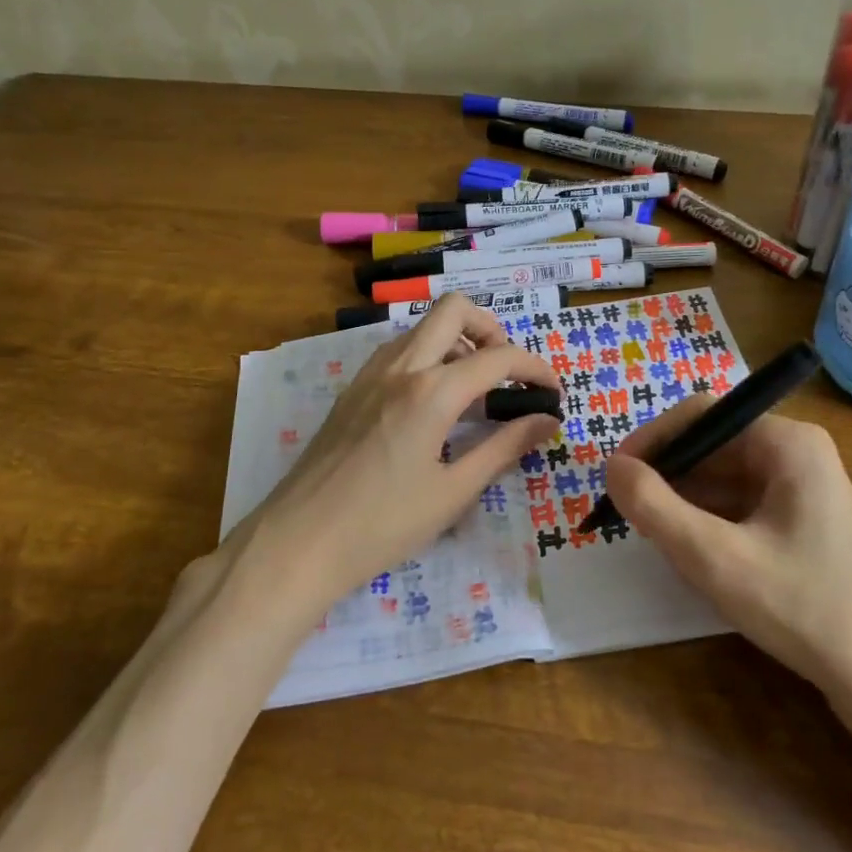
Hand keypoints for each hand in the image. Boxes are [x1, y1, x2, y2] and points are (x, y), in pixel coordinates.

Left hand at [228, 295, 559, 614]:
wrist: (298, 541)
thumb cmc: (382, 524)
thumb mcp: (453, 492)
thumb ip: (504, 448)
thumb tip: (547, 421)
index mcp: (431, 391)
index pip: (499, 357)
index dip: (535, 369)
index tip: (553, 392)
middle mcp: (401, 367)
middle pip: (455, 310)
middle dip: (493, 330)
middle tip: (507, 375)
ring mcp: (370, 373)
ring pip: (423, 327)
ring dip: (458, 342)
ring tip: (473, 393)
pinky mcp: (352, 389)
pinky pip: (399, 351)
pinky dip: (428, 358)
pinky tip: (432, 406)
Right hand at [604, 398, 851, 695]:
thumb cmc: (804, 608)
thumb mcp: (715, 558)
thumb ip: (654, 507)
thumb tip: (611, 467)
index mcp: (786, 443)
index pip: (702, 415)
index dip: (652, 439)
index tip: (615, 476)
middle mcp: (797, 454)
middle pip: (712, 447)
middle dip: (667, 476)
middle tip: (627, 513)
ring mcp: (803, 490)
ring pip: (723, 480)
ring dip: (684, 503)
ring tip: (653, 537)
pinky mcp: (803, 524)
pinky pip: (741, 506)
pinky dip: (709, 523)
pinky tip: (691, 556)